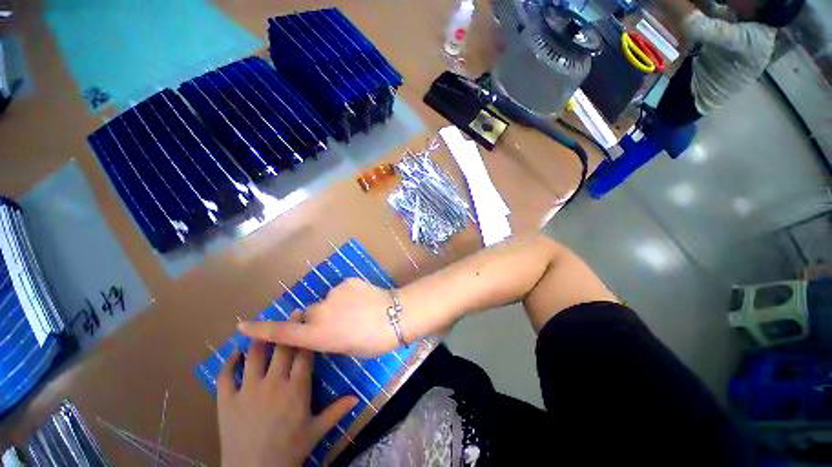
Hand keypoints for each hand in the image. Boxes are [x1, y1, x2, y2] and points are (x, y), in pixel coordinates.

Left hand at [217, 325, 357, 466]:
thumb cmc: (289, 450)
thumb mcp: (316, 431)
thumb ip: (336, 411)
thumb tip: (358, 396)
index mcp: (297, 388)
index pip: (304, 354)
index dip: (306, 334)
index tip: (308, 318)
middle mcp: (274, 383)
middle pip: (283, 348)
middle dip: (289, 327)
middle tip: (293, 312)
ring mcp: (248, 390)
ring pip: (255, 355)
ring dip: (260, 339)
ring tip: (263, 326)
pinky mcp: (227, 401)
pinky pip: (226, 376)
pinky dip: (229, 362)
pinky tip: (235, 353)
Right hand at [238, 278, 398, 356]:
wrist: (395, 315)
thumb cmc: (373, 341)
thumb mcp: (347, 349)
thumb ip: (329, 339)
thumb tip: (323, 330)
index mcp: (318, 335)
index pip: (282, 334)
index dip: (261, 330)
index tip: (242, 325)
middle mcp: (320, 313)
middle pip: (308, 314)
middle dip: (315, 318)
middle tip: (337, 323)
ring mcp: (333, 294)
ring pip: (327, 301)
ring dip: (335, 306)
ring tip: (356, 311)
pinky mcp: (347, 282)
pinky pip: (342, 290)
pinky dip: (348, 296)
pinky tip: (363, 300)